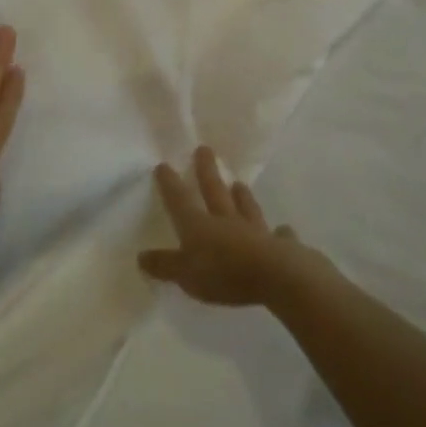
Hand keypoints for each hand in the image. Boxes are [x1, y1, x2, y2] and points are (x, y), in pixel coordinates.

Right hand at [138, 148, 320, 306]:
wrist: (276, 276)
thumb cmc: (224, 274)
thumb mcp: (185, 274)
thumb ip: (165, 265)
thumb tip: (141, 256)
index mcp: (199, 225)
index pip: (179, 200)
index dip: (169, 184)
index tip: (163, 164)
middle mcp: (226, 221)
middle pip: (214, 191)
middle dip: (207, 171)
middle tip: (204, 149)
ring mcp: (255, 231)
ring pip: (245, 208)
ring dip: (242, 196)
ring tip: (239, 184)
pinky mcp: (281, 247)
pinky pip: (279, 236)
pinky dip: (280, 233)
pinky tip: (284, 230)